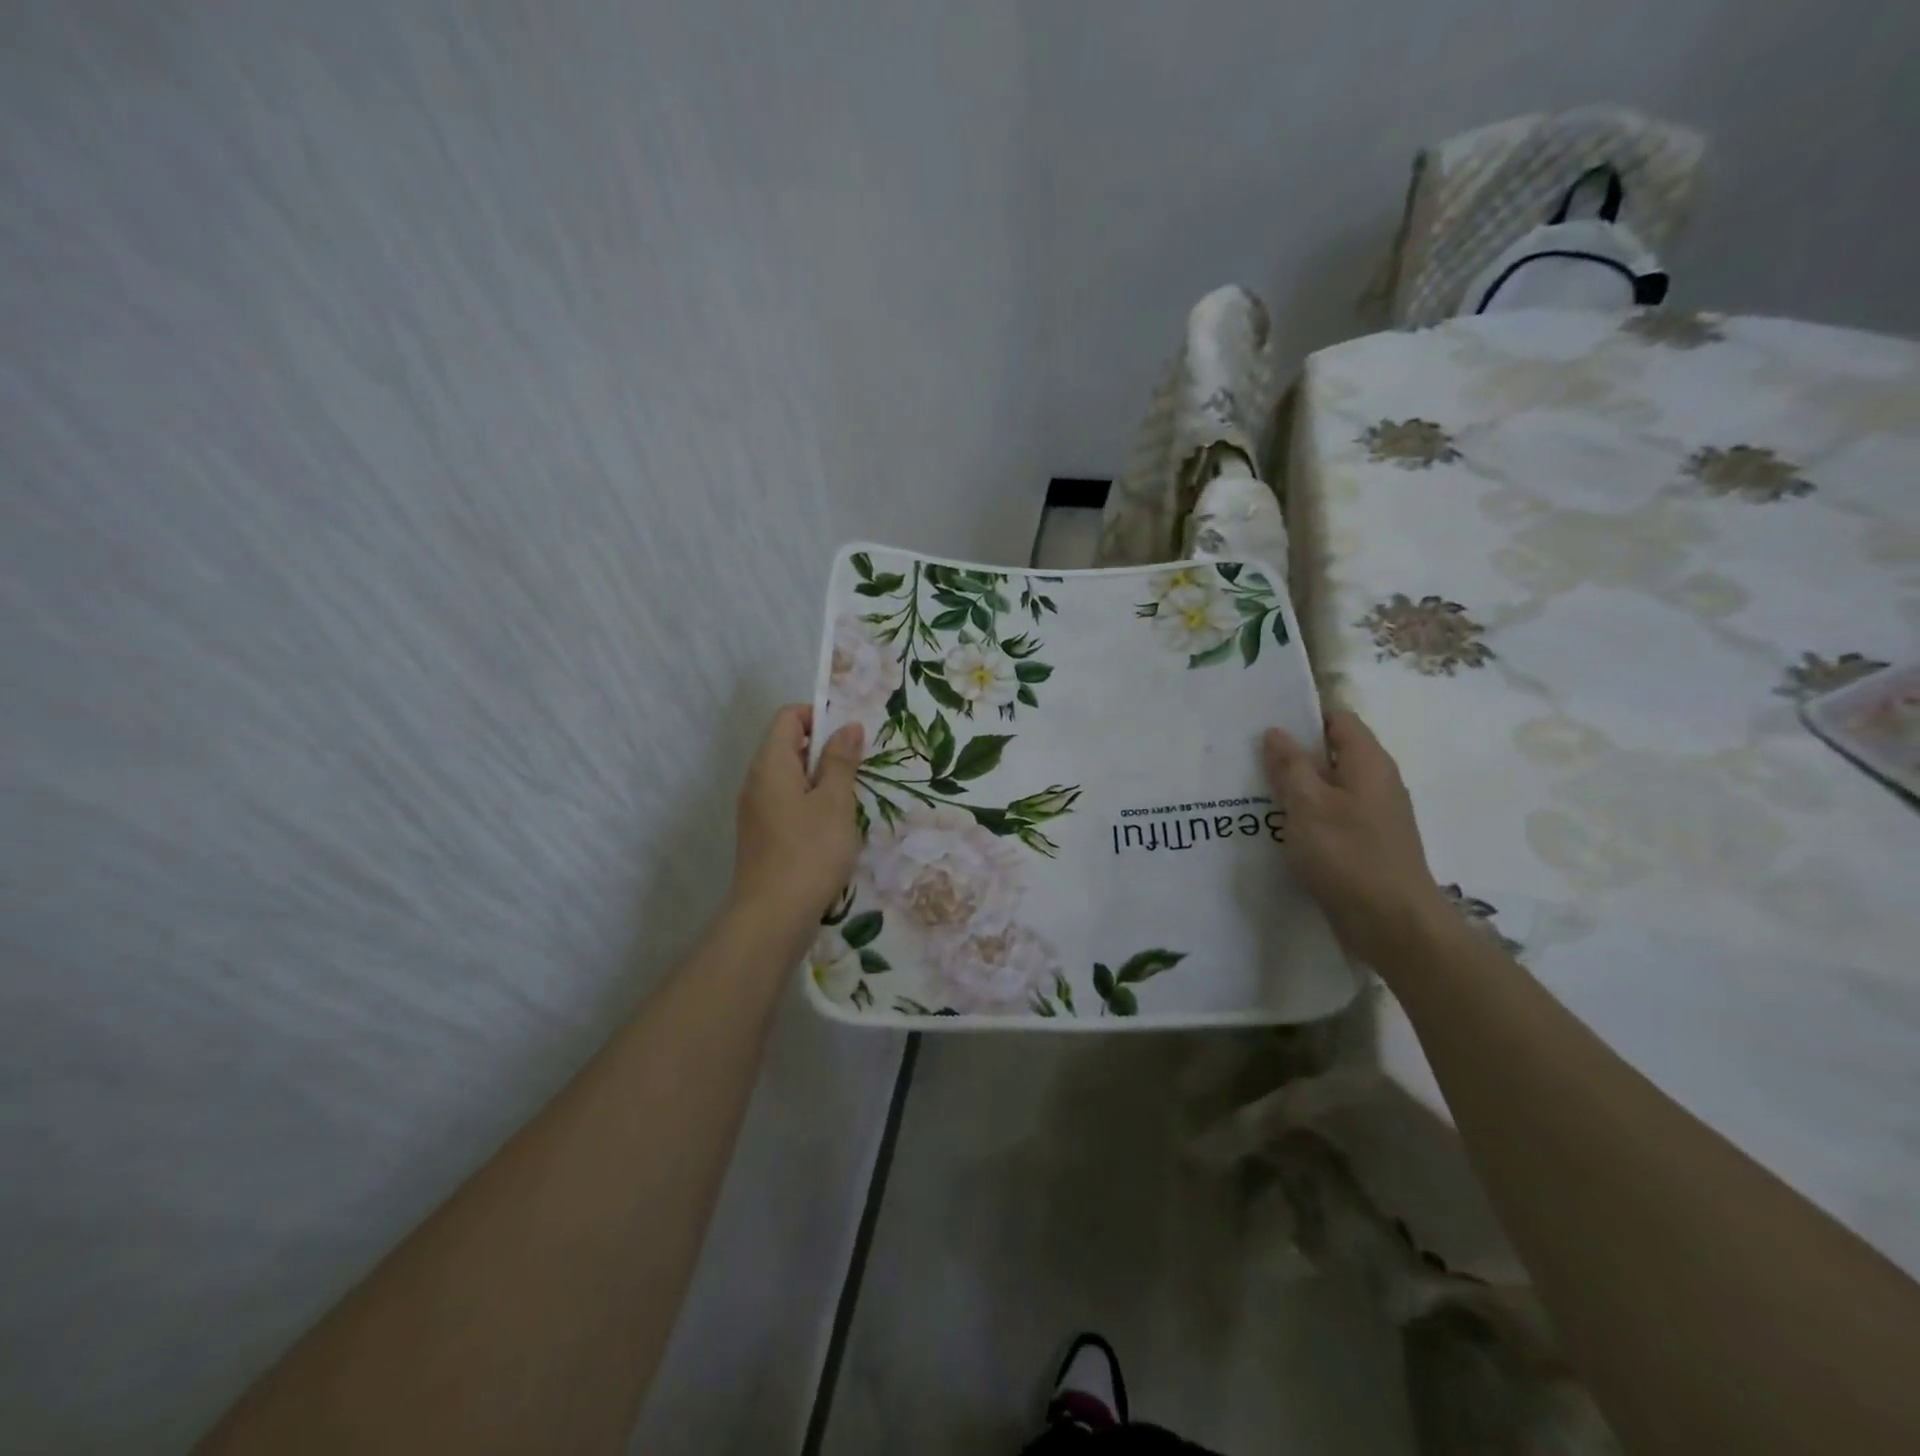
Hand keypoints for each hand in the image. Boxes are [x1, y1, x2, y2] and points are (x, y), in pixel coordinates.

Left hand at [730, 706, 863, 925]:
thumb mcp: (835, 802)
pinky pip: (787, 804)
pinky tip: (833, 830)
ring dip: (821, 782)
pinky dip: (811, 805)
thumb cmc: (810, 852)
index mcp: (771, 765)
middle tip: (859, 770)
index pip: (788, 717)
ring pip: (790, 779)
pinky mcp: (762, 836)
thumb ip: (841, 761)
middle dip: (825, 751)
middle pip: (788, 746)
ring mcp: (756, 811)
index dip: (819, 717)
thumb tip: (847, 726)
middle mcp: (756, 782)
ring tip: (851, 802)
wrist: (772, 917)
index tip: (850, 737)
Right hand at [1263, 710, 1446, 970]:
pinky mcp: (1367, 843)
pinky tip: (1279, 829)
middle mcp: (1377, 782)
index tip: (1265, 725)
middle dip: (1293, 754)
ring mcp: (1375, 815)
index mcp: (1368, 762)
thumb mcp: (1308, 805)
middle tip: (1249, 759)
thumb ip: (1290, 765)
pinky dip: (1307, 816)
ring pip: (1330, 787)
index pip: (1338, 719)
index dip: (1303, 716)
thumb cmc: (1348, 854)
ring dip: (1297, 788)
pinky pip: (1332, 816)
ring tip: (1255, 793)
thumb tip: (1276, 732)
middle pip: (1332, 753)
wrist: (1392, 923)